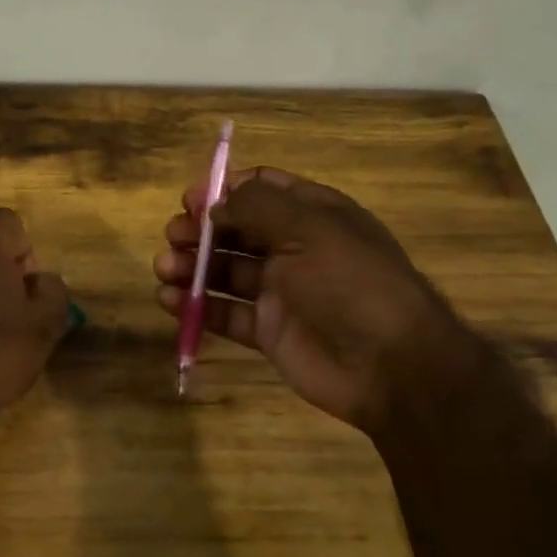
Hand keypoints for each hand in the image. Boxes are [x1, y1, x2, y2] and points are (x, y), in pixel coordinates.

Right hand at [153, 167, 483, 428]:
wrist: (391, 366)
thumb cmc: (351, 283)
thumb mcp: (308, 229)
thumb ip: (256, 207)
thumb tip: (215, 204)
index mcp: (313, 215)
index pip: (262, 190)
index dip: (224, 190)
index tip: (191, 200)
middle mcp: (294, 248)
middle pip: (236, 230)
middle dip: (200, 230)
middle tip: (173, 236)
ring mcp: (281, 291)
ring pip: (225, 271)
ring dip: (191, 266)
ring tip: (164, 269)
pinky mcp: (269, 331)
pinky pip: (226, 313)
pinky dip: (196, 306)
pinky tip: (170, 301)